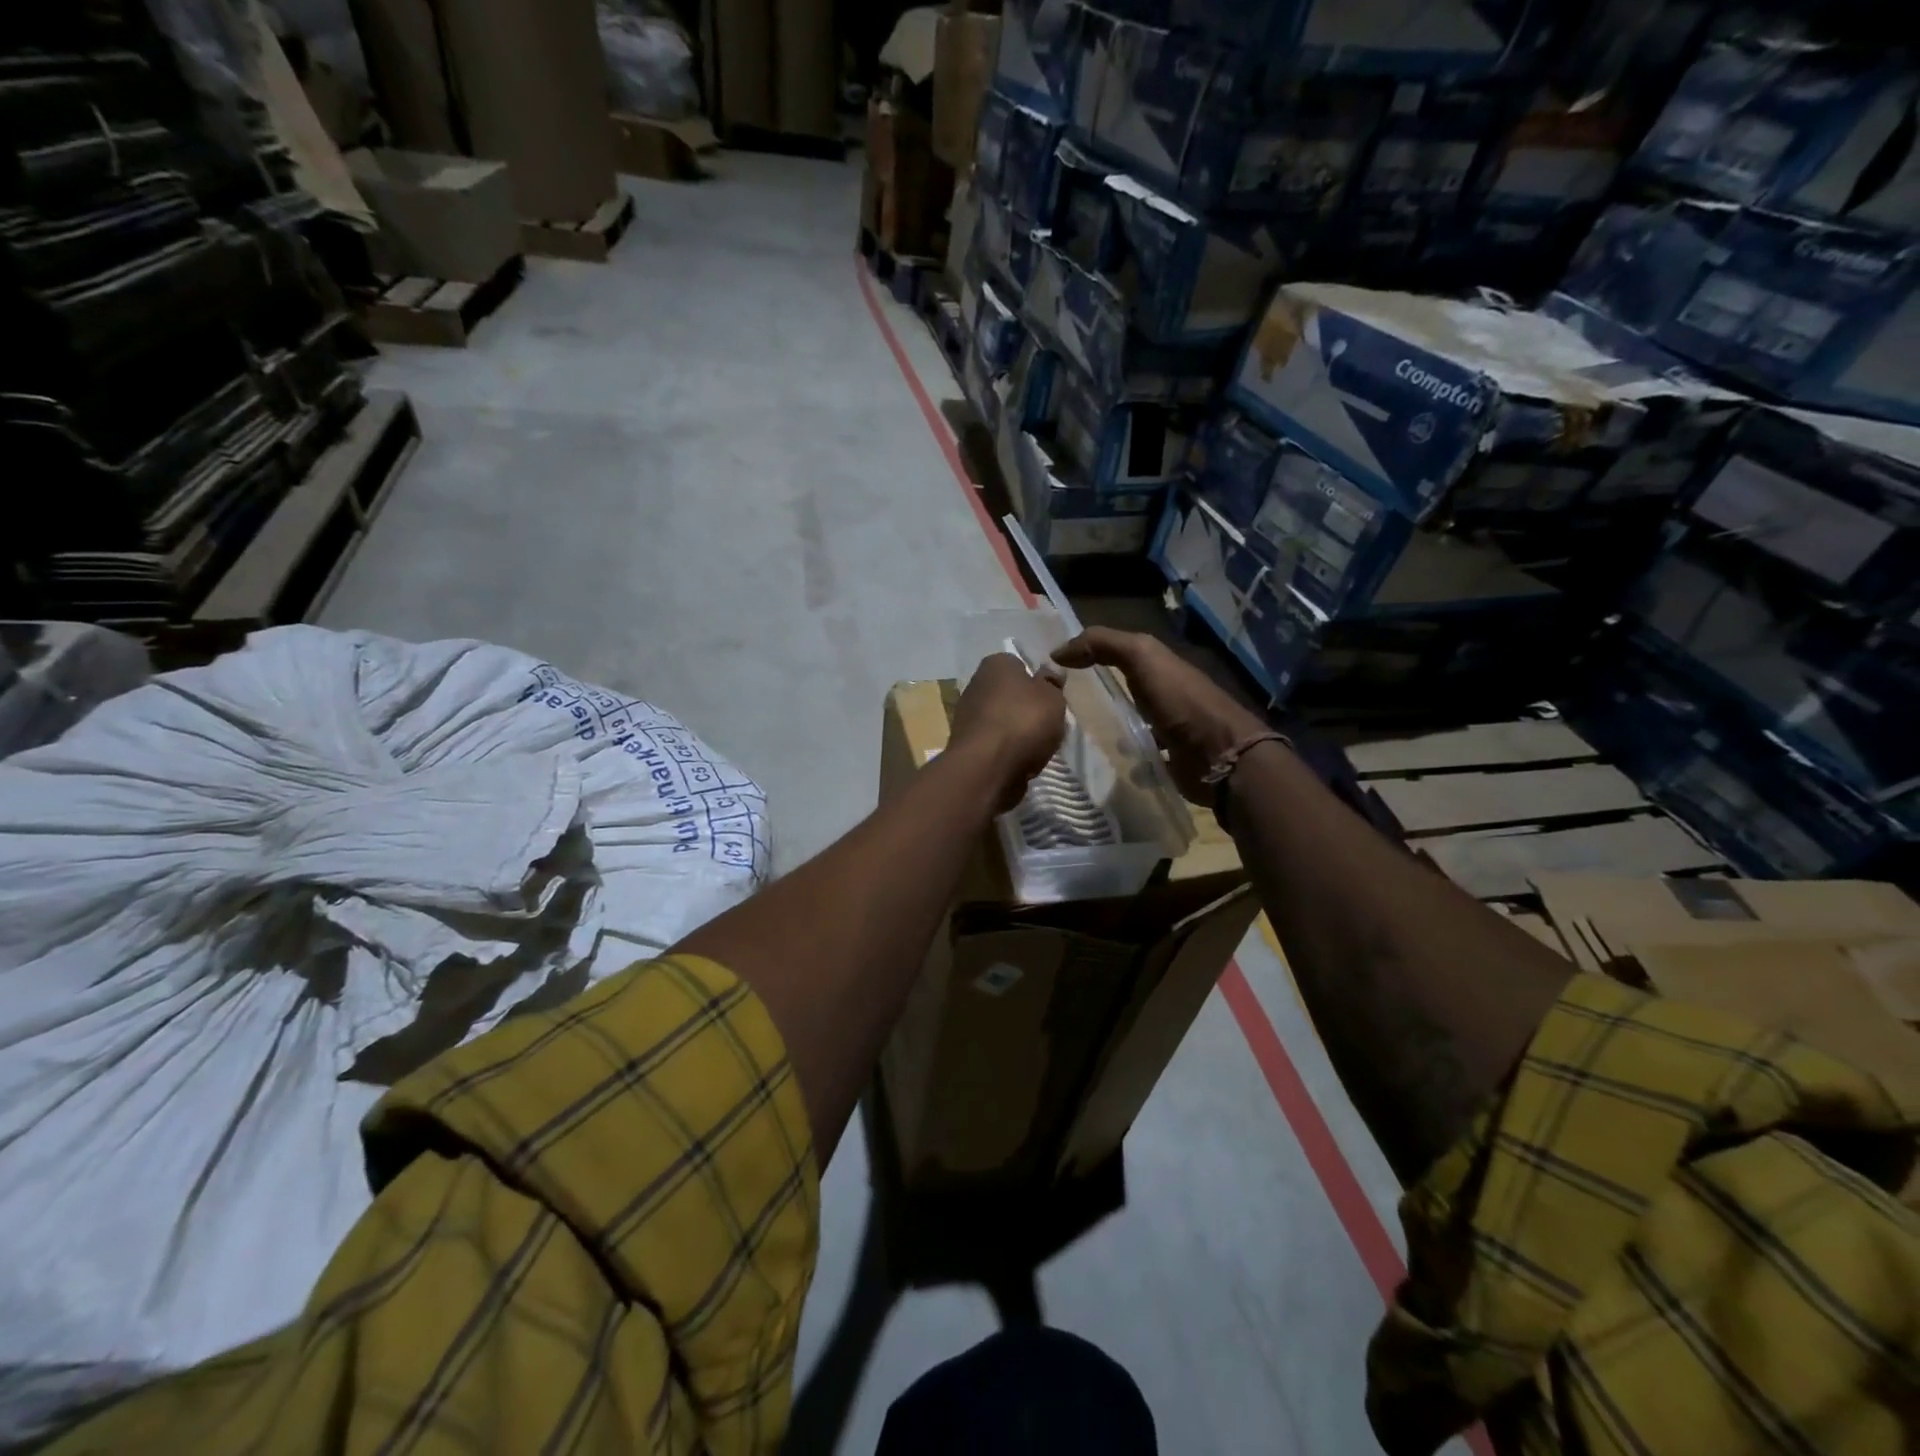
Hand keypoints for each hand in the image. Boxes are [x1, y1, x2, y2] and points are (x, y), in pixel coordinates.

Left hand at [950, 653, 1066, 809]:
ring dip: (1016, 731)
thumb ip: (1052, 684)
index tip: (1050, 698)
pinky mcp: (965, 743)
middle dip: (1026, 708)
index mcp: (996, 664)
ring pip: (1001, 720)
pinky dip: (1005, 750)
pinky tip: (1019, 761)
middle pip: (1009, 694)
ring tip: (1035, 747)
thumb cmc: (1023, 722)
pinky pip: (994, 742)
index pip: (1020, 665)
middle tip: (1046, 724)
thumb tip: (1049, 673)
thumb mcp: (1053, 698)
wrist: (986, 766)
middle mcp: (976, 683)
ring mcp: (967, 715)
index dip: (1037, 681)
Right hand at [1053, 628, 1268, 800]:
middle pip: (1125, 688)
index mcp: (1160, 665)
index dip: (1088, 654)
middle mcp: (1166, 693)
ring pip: (1133, 721)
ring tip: (1077, 735)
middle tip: (1058, 704)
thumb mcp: (1142, 657)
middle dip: (1097, 693)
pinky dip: (1126, 757)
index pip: (1118, 652)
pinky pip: (1141, 754)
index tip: (1054, 667)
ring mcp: (1171, 729)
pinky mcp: (1171, 760)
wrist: (1220, 755)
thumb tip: (1058, 651)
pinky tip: (1107, 761)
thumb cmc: (1180, 701)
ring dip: (1111, 726)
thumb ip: (1103, 644)